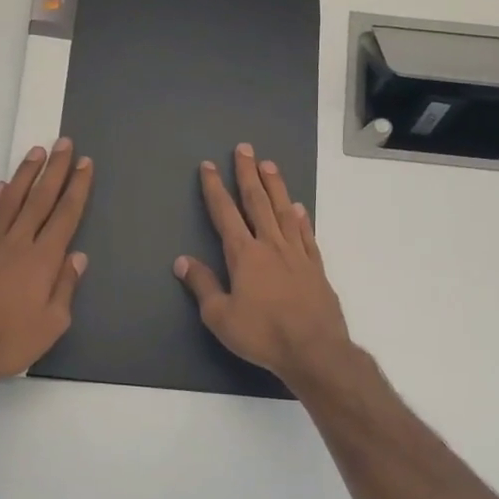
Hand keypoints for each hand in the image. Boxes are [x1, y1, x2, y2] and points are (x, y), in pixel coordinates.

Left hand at [0, 138, 91, 386]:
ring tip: (36, 152)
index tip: (84, 164)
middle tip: (64, 143)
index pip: (65, 215)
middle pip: (40, 199)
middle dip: (55, 170)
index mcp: (43, 260)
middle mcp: (17, 242)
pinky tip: (0, 187)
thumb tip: (77, 257)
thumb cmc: (7, 341)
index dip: (77, 188)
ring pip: (10, 200)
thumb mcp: (51, 324)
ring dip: (25, 175)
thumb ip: (65, 287)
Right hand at [174, 143, 350, 385]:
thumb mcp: (220, 316)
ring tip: (269, 165)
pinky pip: (306, 235)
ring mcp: (297, 254)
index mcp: (244, 255)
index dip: (214, 188)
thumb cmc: (261, 334)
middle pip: (257, 202)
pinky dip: (301, 219)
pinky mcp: (316, 268)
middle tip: (245, 149)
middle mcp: (271, 245)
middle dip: (248, 174)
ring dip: (275, 187)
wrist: (313, 349)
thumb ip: (202, 285)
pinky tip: (299, 209)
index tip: (208, 166)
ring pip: (284, 211)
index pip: (225, 213)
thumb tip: (182, 261)